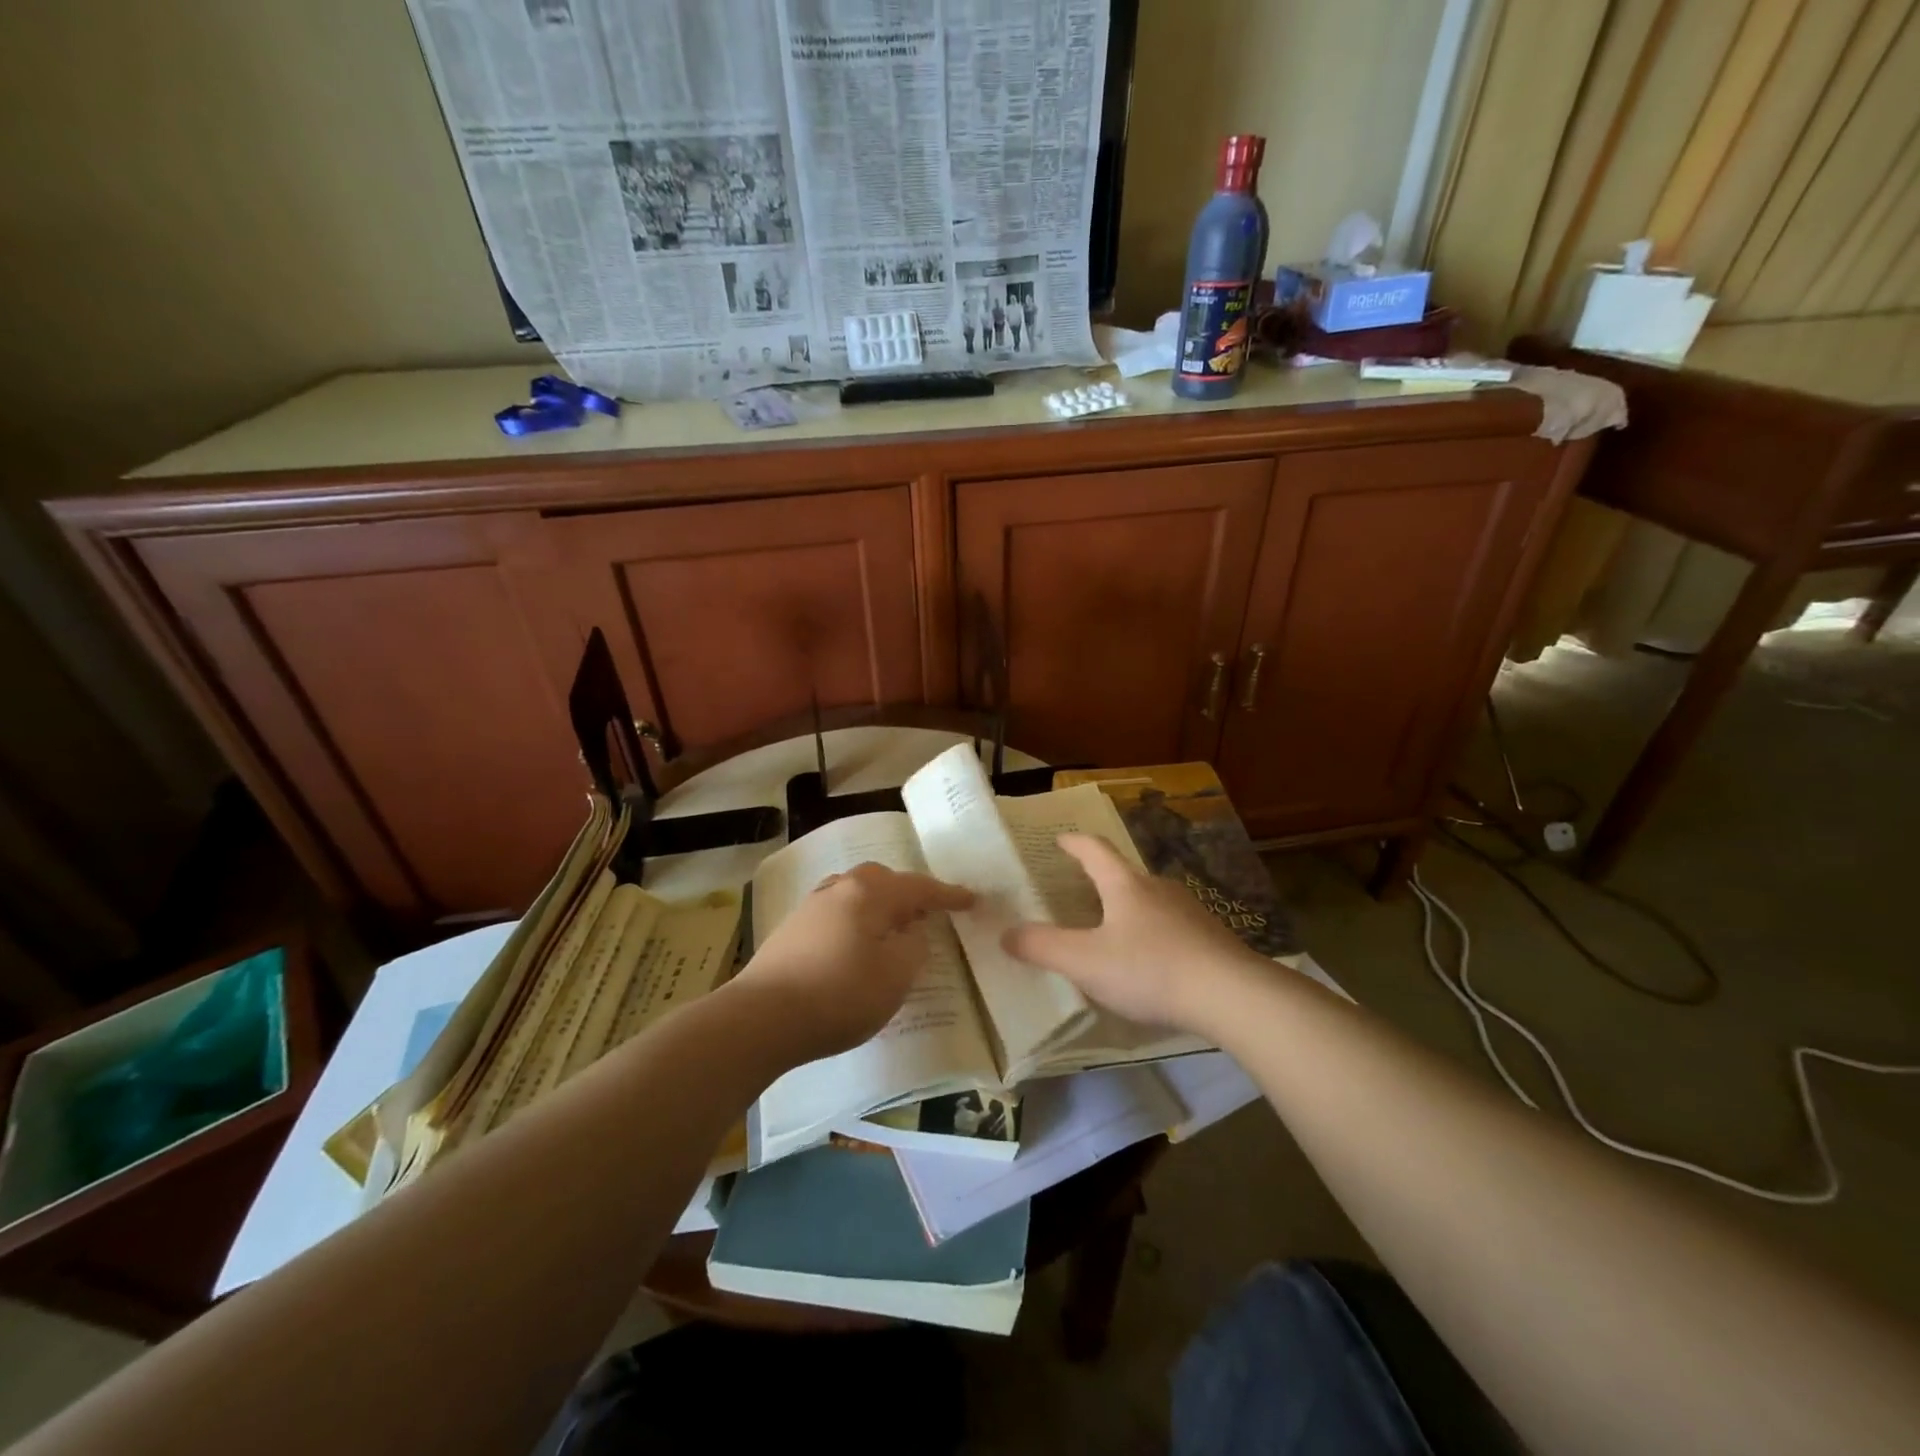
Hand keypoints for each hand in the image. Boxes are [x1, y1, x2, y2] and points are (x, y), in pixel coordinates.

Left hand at [734, 862, 972, 1065]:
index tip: (971, 900)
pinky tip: (855, 946)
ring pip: (856, 894)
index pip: (919, 887)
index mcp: (869, 894)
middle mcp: (840, 889)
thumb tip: (910, 931)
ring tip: (892, 930)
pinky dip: (856, 921)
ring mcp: (811, 907)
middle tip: (927, 915)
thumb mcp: (895, 976)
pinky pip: (837, 913)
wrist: (761, 1017)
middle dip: (908, 894)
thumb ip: (913, 947)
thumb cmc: (839, 994)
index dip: (947, 895)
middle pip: (882, 881)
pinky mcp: (792, 930)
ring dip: (879, 906)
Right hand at [1000, 834, 1254, 1031]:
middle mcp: (1158, 889)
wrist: (1232, 996)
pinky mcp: (1211, 939)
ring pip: (1150, 902)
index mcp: (1125, 886)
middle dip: (1101, 879)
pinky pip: (1172, 928)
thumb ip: (1042, 947)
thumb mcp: (1085, 961)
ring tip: (1112, 929)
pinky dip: (1152, 935)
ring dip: (1128, 909)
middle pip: (1124, 874)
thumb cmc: (1150, 969)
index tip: (1060, 839)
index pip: (1095, 850)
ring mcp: (1189, 912)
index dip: (1074, 843)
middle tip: (1080, 890)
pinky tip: (1150, 962)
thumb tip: (1005, 933)